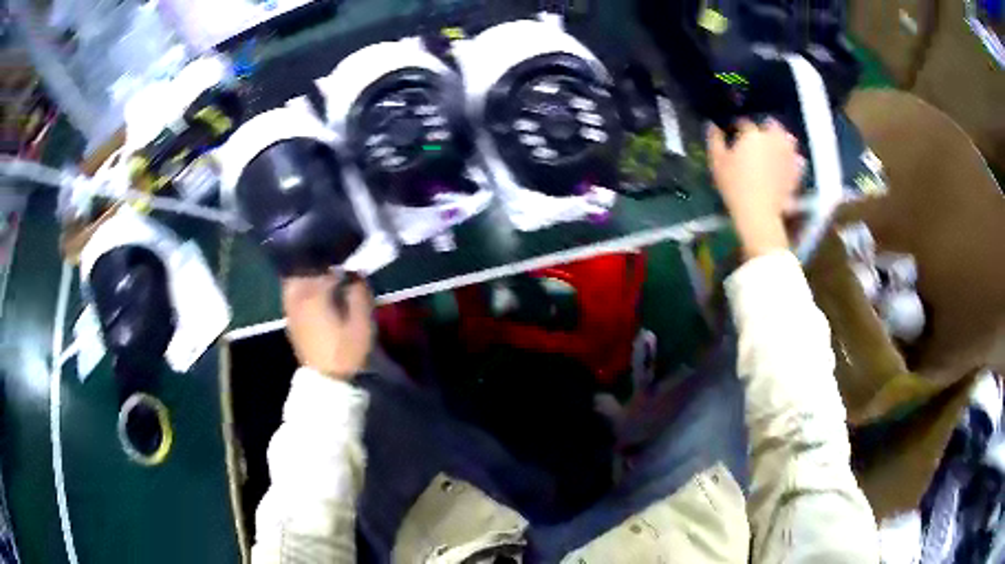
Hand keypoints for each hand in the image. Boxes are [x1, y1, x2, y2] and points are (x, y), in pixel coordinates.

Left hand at [282, 272, 373, 379]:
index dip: (339, 262)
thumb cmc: (347, 350)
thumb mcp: (362, 321)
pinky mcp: (290, 320)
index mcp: (314, 293)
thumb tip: (354, 272)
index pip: (325, 264)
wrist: (328, 381)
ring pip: (295, 280)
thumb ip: (359, 291)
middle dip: (318, 263)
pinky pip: (293, 294)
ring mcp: (291, 309)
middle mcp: (297, 296)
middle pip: (303, 267)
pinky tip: (316, 296)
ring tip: (325, 280)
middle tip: (335, 268)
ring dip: (308, 275)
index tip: (350, 267)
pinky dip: (302, 288)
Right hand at [707, 119, 803, 259]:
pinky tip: (787, 164)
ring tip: (775, 147)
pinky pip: (798, 160)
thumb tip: (711, 126)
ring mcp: (787, 155)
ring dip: (782, 140)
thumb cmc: (734, 186)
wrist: (759, 213)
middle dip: (765, 128)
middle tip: (758, 138)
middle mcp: (773, 139)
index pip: (744, 123)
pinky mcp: (796, 172)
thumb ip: (714, 141)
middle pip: (772, 126)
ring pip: (788, 140)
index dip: (738, 127)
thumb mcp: (717, 163)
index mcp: (752, 134)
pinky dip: (793, 159)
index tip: (734, 133)